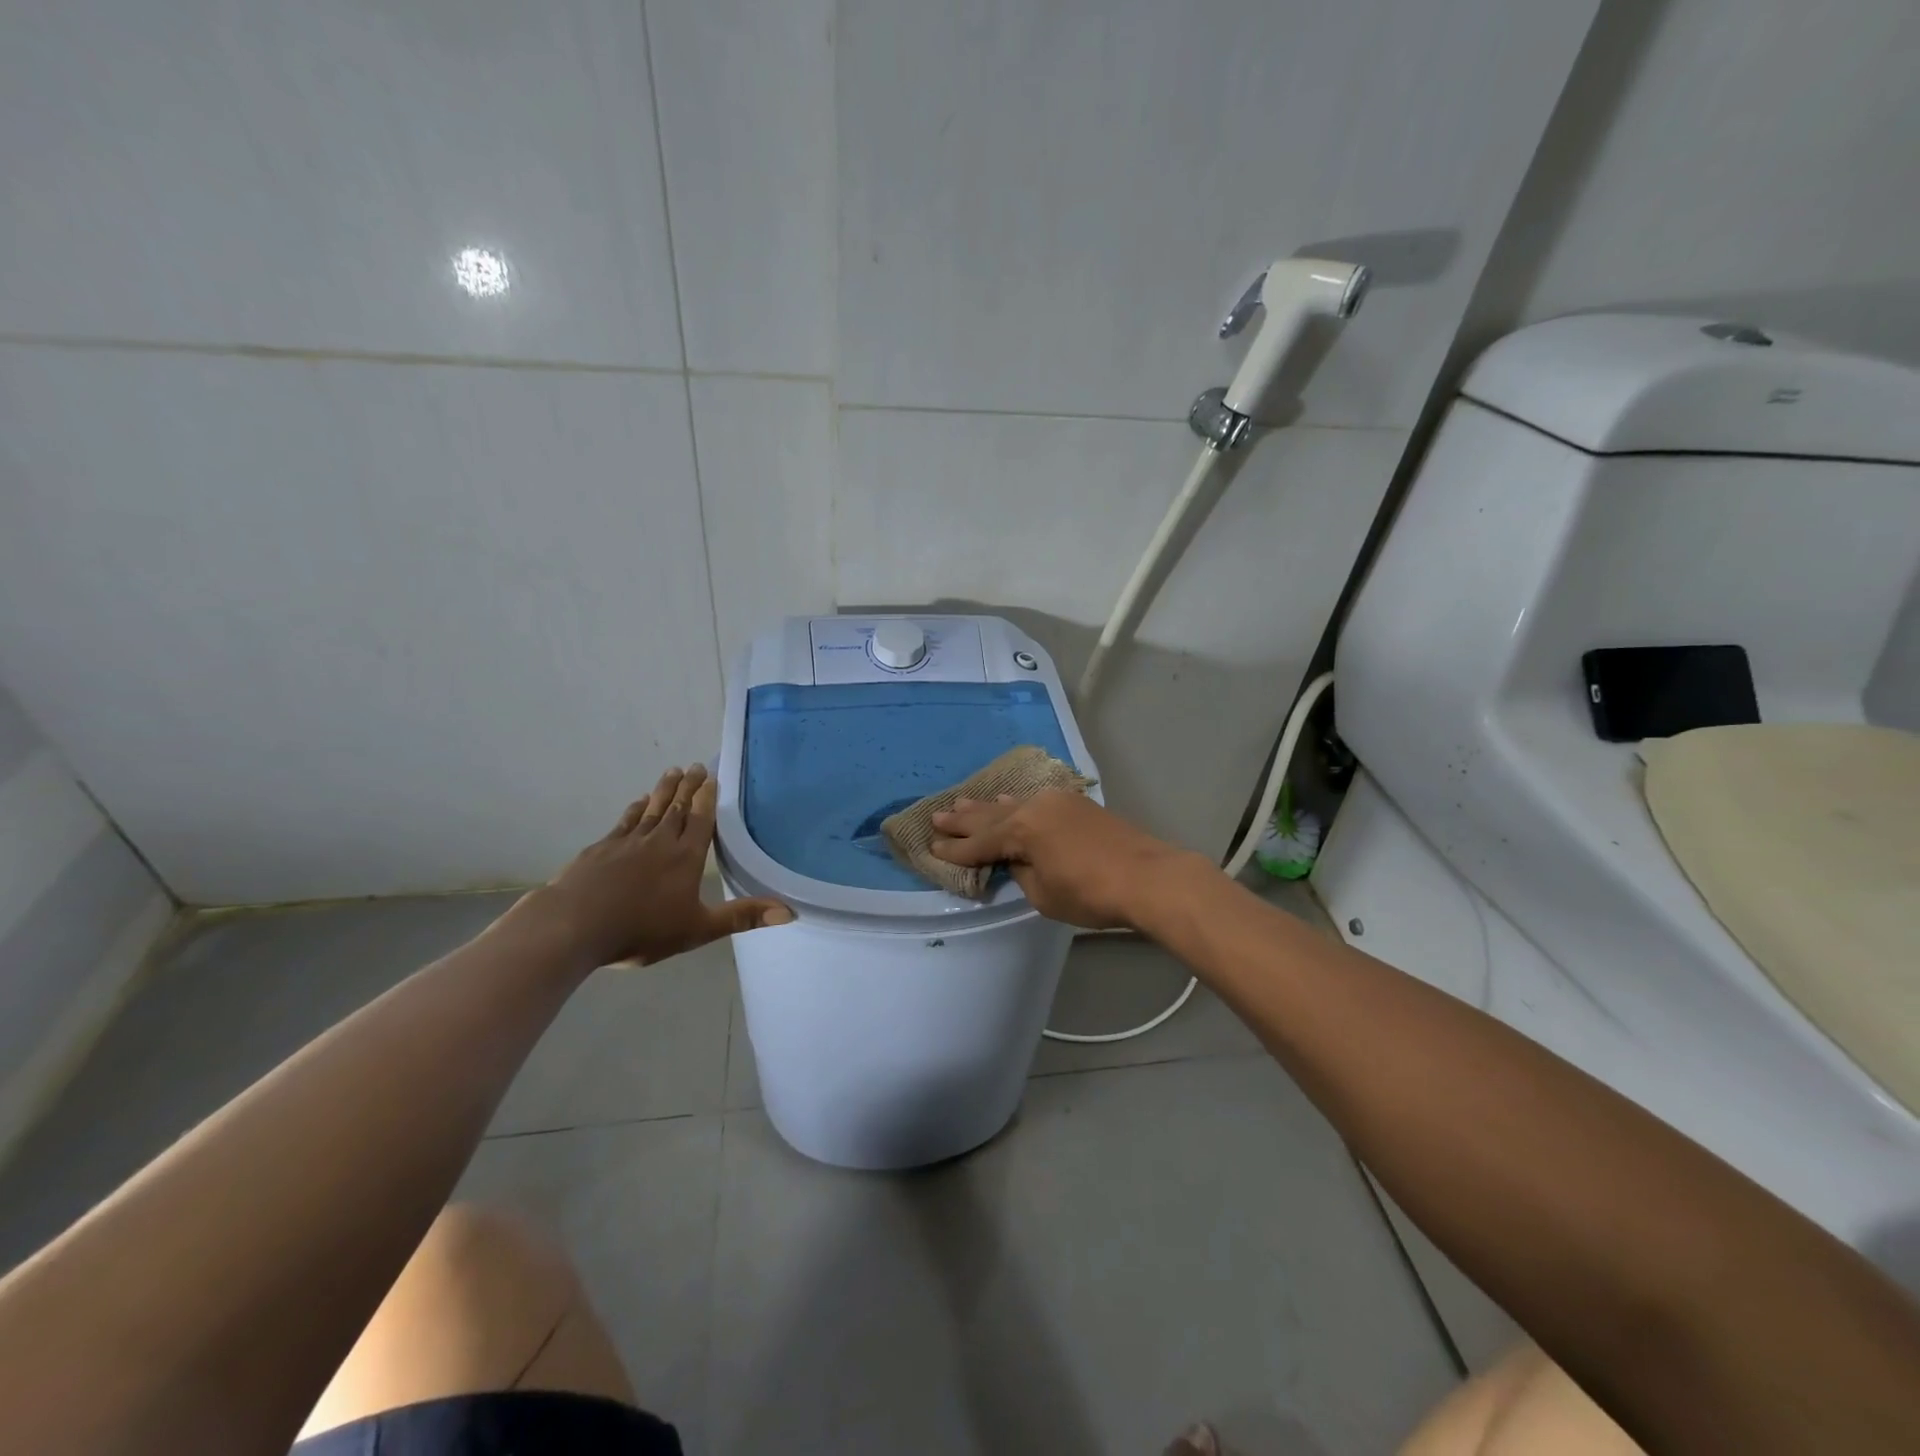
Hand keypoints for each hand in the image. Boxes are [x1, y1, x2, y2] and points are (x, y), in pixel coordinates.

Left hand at [516, 764, 790, 967]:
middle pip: (677, 808)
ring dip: (663, 790)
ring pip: (651, 810)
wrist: (573, 926)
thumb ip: (742, 917)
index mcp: (686, 857)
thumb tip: (789, 912)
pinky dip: (634, 809)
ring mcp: (627, 843)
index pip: (701, 820)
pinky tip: (637, 803)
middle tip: (695, 765)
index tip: (712, 776)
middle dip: (688, 787)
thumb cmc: (641, 929)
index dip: (707, 798)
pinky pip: (624, 822)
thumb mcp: (698, 929)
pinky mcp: (601, 849)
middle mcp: (659, 842)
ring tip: (672, 771)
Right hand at [927, 789, 1208, 929]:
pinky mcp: (1076, 804)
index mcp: (1022, 830)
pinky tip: (1006, 799)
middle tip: (936, 817)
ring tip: (960, 803)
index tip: (931, 849)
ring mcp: (1057, 802)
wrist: (1148, 877)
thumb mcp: (1043, 894)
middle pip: (991, 816)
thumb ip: (1021, 872)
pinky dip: (1015, 803)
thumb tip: (1016, 859)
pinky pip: (1034, 800)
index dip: (955, 850)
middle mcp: (1035, 807)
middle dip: (963, 820)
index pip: (980, 843)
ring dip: (986, 807)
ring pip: (1012, 804)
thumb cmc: (1091, 893)